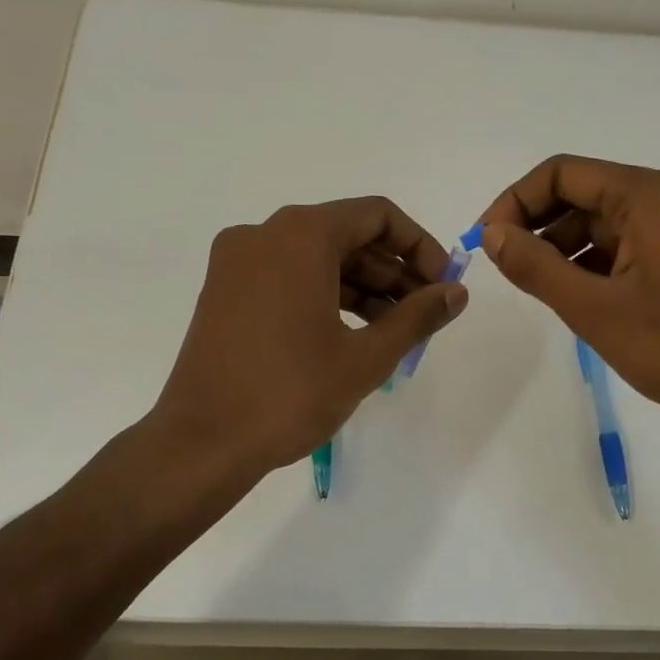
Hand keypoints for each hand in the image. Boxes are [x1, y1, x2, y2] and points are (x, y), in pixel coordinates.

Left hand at [150, 197, 468, 474]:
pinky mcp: (223, 291)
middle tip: (423, 313)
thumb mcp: (365, 357)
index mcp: (300, 236)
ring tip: (394, 330)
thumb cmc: (290, 394)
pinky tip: (351, 333)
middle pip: (345, 234)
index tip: (441, 285)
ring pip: (315, 258)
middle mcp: (264, 234)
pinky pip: (286, 276)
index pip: (376, 216)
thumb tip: (456, 292)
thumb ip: (417, 316)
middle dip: (392, 270)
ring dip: (361, 286)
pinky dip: (324, 295)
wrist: (202, 443)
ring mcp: (237, 263)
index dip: (419, 246)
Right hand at [476, 155, 659, 441]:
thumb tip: (491, 234)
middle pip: (581, 193)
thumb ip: (535, 266)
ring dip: (559, 247)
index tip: (486, 241)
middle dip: (535, 225)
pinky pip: (622, 247)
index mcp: (648, 195)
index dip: (515, 201)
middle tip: (502, 267)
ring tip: (532, 287)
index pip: (563, 173)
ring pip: (600, 223)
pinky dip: (588, 264)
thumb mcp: (593, 307)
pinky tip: (569, 295)